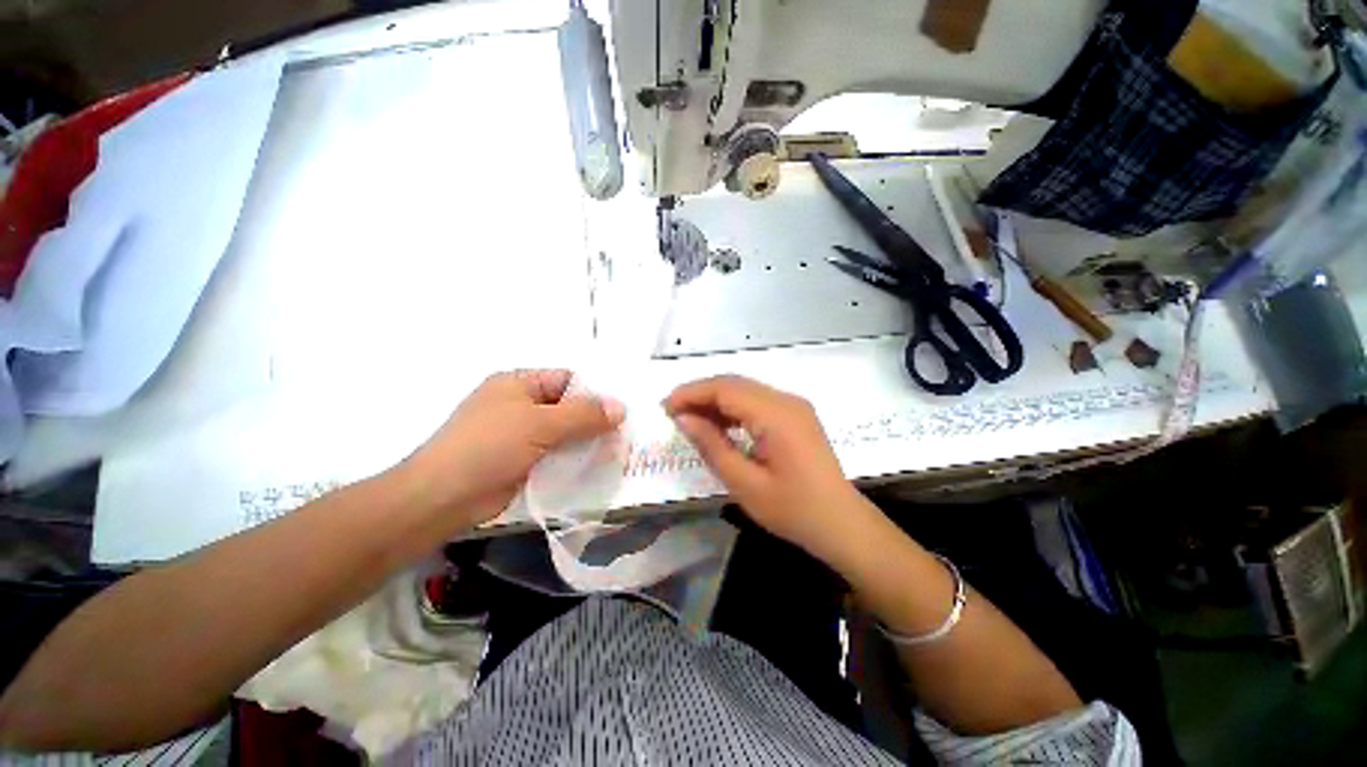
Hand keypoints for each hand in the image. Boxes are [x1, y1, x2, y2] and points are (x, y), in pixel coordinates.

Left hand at [396, 370, 623, 531]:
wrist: (442, 499)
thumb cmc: (489, 447)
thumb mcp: (541, 424)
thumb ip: (584, 415)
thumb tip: (621, 408)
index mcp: (519, 383)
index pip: (568, 380)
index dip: (595, 392)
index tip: (622, 410)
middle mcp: (520, 405)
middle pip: (568, 407)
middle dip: (595, 420)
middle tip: (626, 433)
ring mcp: (521, 434)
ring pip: (564, 433)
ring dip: (587, 441)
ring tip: (618, 451)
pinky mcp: (522, 460)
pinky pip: (556, 454)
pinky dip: (574, 459)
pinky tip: (597, 467)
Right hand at [663, 375, 865, 558]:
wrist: (841, 523)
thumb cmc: (793, 510)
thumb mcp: (744, 484)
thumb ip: (711, 445)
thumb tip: (683, 418)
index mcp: (776, 415)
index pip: (725, 388)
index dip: (691, 393)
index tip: (665, 407)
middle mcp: (786, 400)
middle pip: (734, 383)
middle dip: (700, 393)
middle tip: (673, 413)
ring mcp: (794, 405)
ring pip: (745, 390)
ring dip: (716, 400)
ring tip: (690, 420)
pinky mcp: (795, 415)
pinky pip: (757, 401)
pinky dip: (734, 409)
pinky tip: (719, 425)